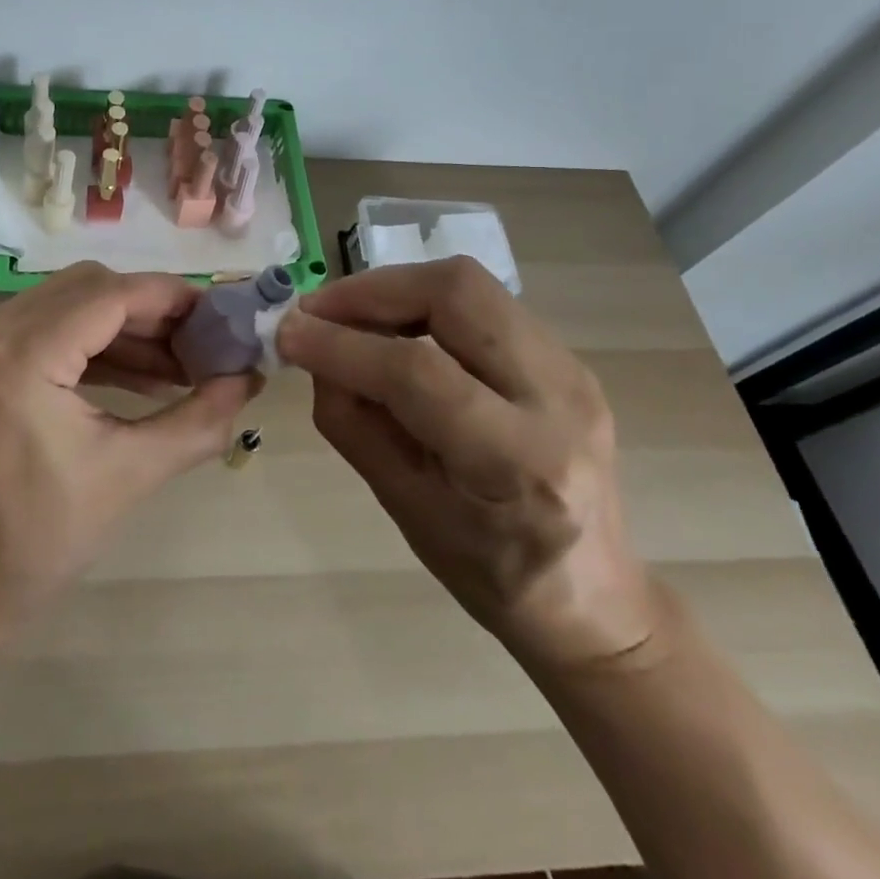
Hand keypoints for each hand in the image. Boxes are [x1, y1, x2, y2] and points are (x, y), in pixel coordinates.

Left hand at [0, 262, 258, 628]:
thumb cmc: (36, 543)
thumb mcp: (129, 476)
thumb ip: (198, 421)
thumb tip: (250, 379)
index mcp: (18, 359)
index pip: (109, 296)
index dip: (171, 299)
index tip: (220, 318)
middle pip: (87, 289)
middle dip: (150, 312)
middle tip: (201, 346)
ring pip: (64, 303)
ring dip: (122, 328)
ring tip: (177, 368)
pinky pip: (40, 328)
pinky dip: (88, 344)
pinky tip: (135, 375)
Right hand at [276, 257, 657, 672]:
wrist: (592, 595)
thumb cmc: (487, 570)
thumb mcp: (402, 507)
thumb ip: (351, 421)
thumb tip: (312, 349)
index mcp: (518, 462)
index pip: (416, 372)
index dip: (341, 344)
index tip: (287, 334)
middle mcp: (558, 399)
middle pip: (456, 293)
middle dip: (373, 290)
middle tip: (319, 312)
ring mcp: (571, 369)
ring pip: (469, 283)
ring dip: (395, 289)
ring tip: (349, 318)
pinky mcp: (566, 356)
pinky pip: (481, 303)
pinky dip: (422, 303)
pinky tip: (393, 332)